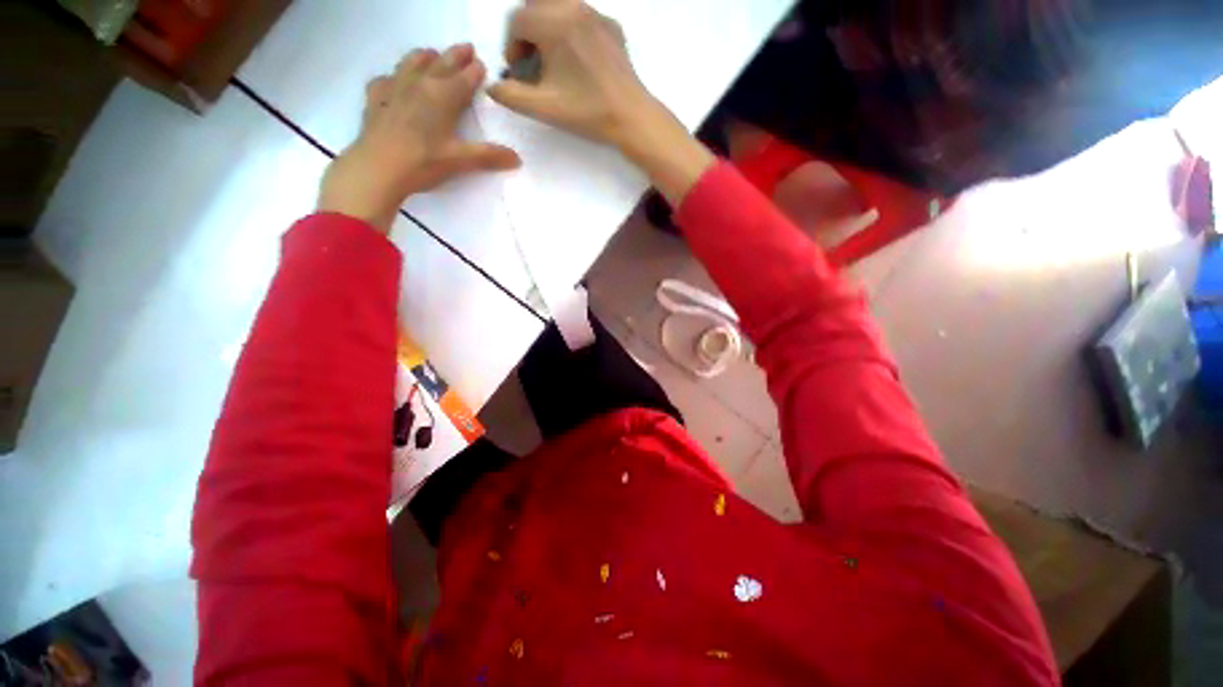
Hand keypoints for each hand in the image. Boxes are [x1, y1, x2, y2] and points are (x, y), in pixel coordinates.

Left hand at [318, 44, 520, 233]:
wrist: (378, 168)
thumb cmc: (423, 162)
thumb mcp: (461, 161)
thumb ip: (489, 156)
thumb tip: (518, 159)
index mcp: (443, 97)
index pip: (464, 79)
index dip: (475, 71)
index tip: (482, 64)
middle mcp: (419, 84)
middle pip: (440, 64)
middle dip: (455, 56)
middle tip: (466, 48)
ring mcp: (394, 89)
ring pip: (411, 64)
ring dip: (423, 57)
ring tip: (430, 54)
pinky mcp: (375, 99)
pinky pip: (384, 80)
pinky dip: (392, 77)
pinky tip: (393, 81)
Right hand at [486, 0, 656, 149]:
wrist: (631, 117)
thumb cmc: (587, 112)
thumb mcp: (543, 108)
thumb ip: (510, 95)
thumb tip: (493, 86)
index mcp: (555, 22)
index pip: (517, 20)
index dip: (512, 46)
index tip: (519, 71)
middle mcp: (574, 7)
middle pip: (536, 5)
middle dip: (528, 32)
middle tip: (534, 63)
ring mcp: (597, 14)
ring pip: (559, 7)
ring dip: (548, 27)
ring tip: (554, 61)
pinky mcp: (612, 26)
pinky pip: (582, 16)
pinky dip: (570, 30)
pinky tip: (578, 60)